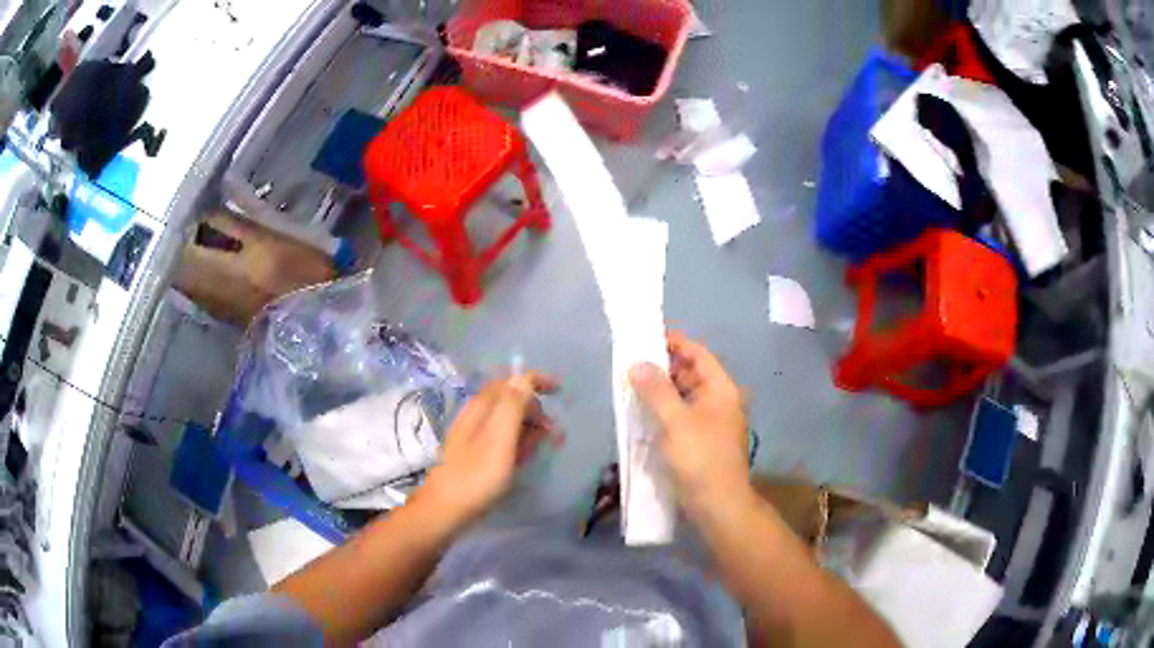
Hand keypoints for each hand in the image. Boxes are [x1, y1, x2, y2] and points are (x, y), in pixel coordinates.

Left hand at [421, 372, 560, 526]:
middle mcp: (476, 415)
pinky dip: (517, 441)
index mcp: (482, 407)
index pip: (511, 381)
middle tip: (555, 434)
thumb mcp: (499, 440)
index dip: (536, 380)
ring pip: (507, 419)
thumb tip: (523, 377)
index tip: (560, 390)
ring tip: (544, 447)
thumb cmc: (476, 477)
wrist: (445, 510)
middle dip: (536, 410)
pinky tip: (523, 458)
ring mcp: (474, 434)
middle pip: (511, 399)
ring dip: (529, 427)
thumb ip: (511, 407)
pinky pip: (502, 437)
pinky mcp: (475, 452)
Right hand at [629, 332, 749, 516]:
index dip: (674, 342)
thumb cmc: (700, 458)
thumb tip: (637, 363)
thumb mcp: (675, 421)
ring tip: (630, 386)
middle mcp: (718, 402)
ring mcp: (710, 423)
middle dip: (662, 367)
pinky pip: (679, 417)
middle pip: (690, 374)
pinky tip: (641, 414)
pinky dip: (662, 411)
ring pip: (683, 397)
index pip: (698, 354)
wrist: (718, 505)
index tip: (644, 337)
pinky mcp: (700, 442)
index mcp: (721, 390)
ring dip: (659, 391)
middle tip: (630, 363)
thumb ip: (656, 390)